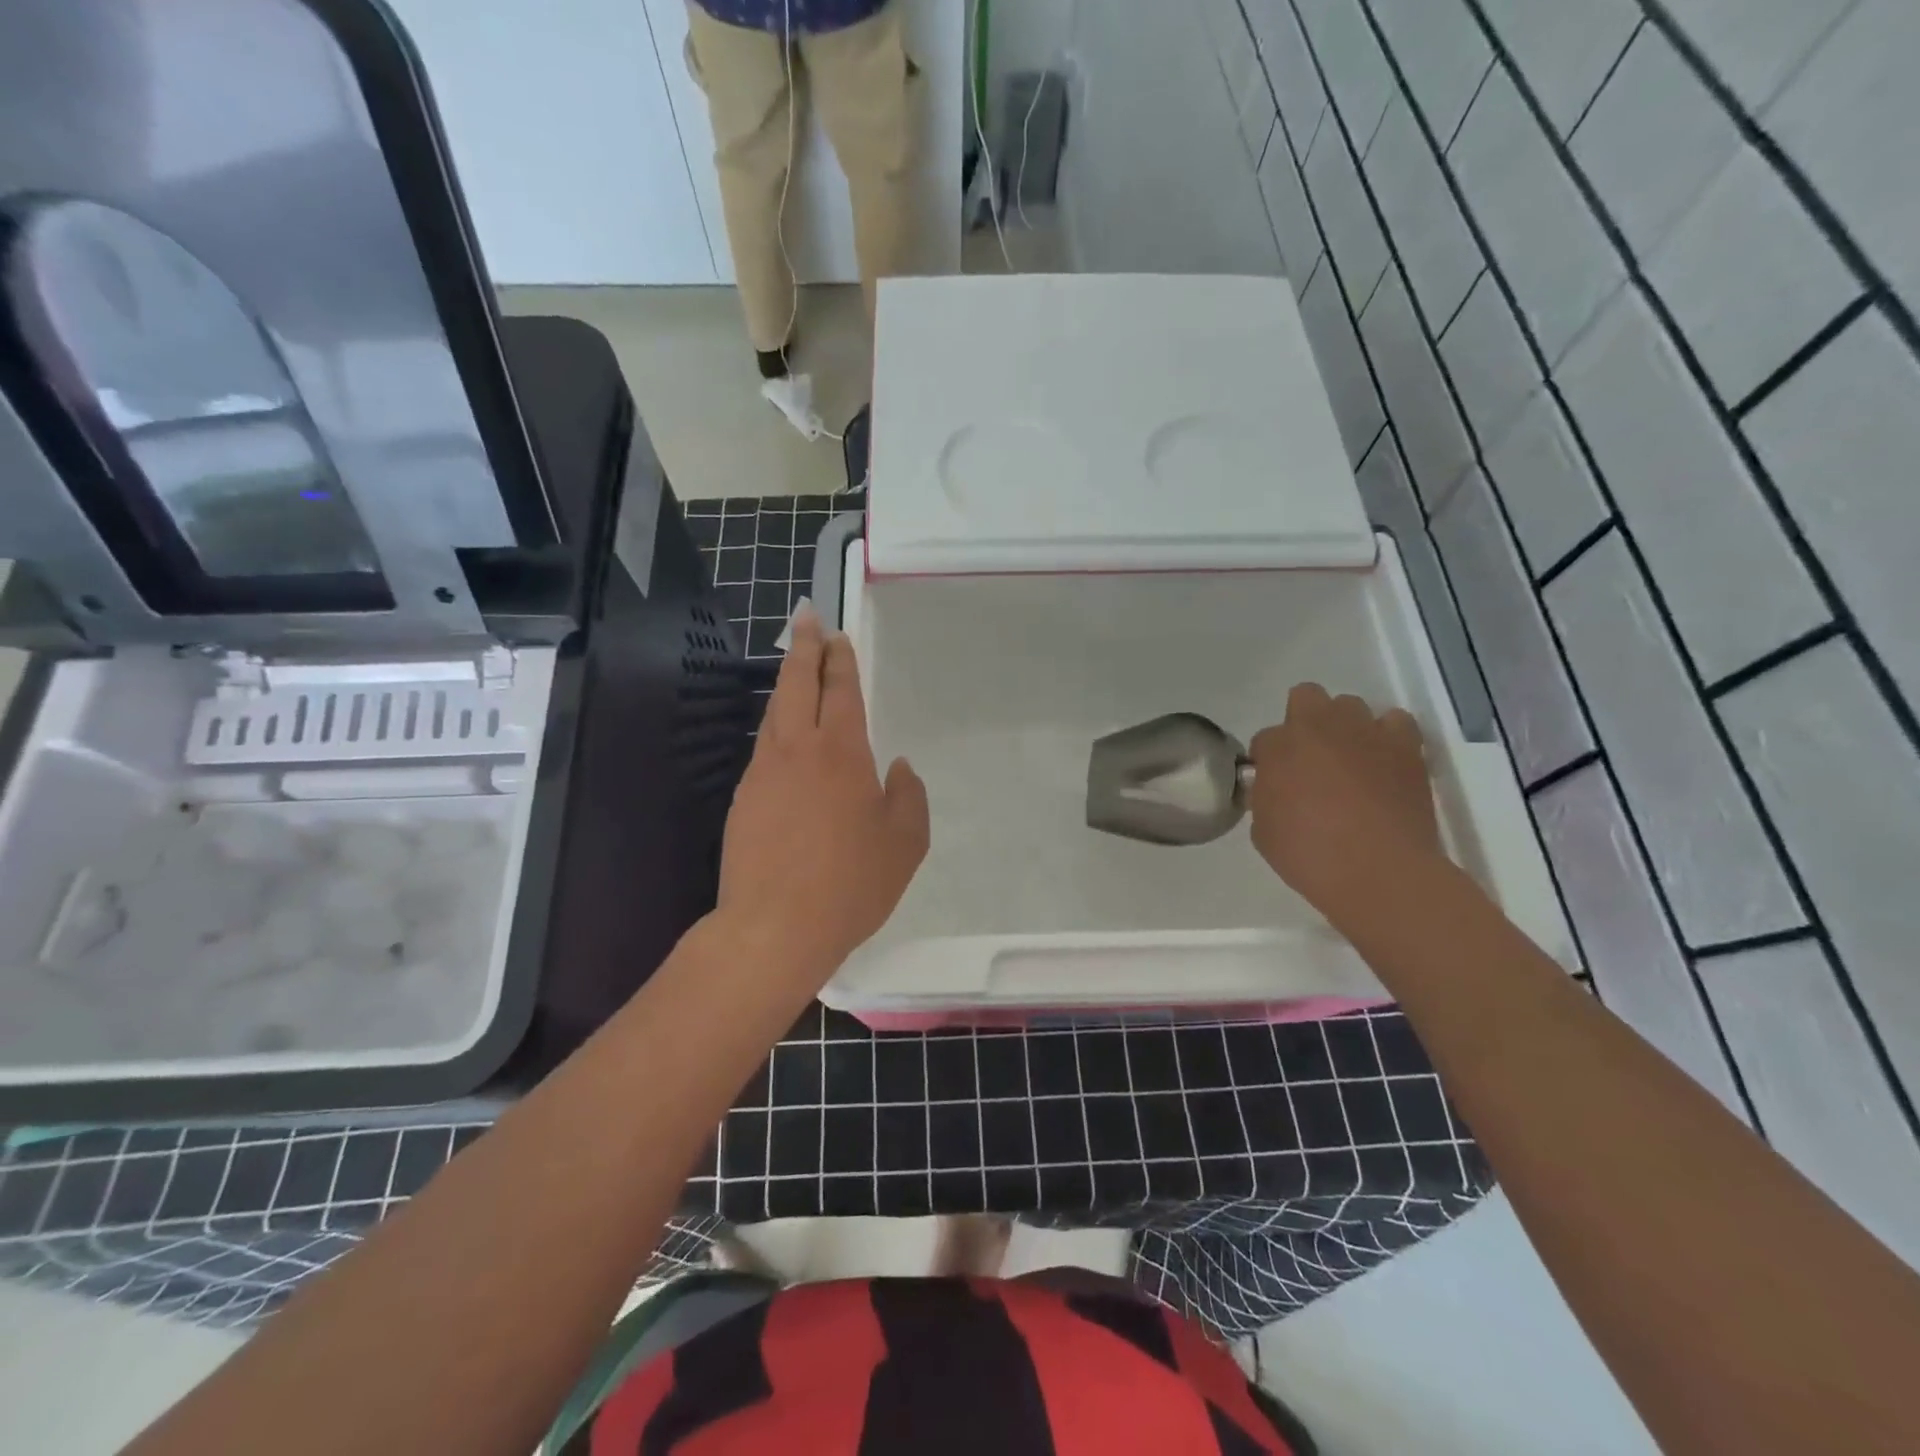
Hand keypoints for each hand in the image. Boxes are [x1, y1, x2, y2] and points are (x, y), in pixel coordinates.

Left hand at [716, 607, 929, 992]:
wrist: (774, 928)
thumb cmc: (851, 883)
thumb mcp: (905, 843)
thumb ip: (908, 796)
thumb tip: (897, 767)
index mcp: (841, 752)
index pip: (839, 690)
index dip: (838, 659)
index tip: (835, 634)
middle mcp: (796, 750)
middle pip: (795, 685)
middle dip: (802, 647)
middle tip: (804, 618)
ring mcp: (762, 774)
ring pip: (773, 714)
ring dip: (786, 685)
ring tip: (796, 670)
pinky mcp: (743, 800)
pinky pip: (764, 749)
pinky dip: (776, 728)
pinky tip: (785, 740)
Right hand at [1248, 684, 1441, 929]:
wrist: (1379, 871)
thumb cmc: (1310, 855)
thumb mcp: (1264, 830)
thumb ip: (1265, 798)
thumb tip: (1274, 788)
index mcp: (1278, 747)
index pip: (1264, 739)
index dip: (1268, 761)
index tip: (1274, 784)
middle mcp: (1320, 726)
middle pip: (1306, 697)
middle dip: (1303, 721)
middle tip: (1309, 759)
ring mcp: (1365, 732)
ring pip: (1350, 706)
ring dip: (1345, 727)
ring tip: (1350, 761)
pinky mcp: (1405, 746)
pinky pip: (1395, 722)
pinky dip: (1388, 736)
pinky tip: (1384, 761)